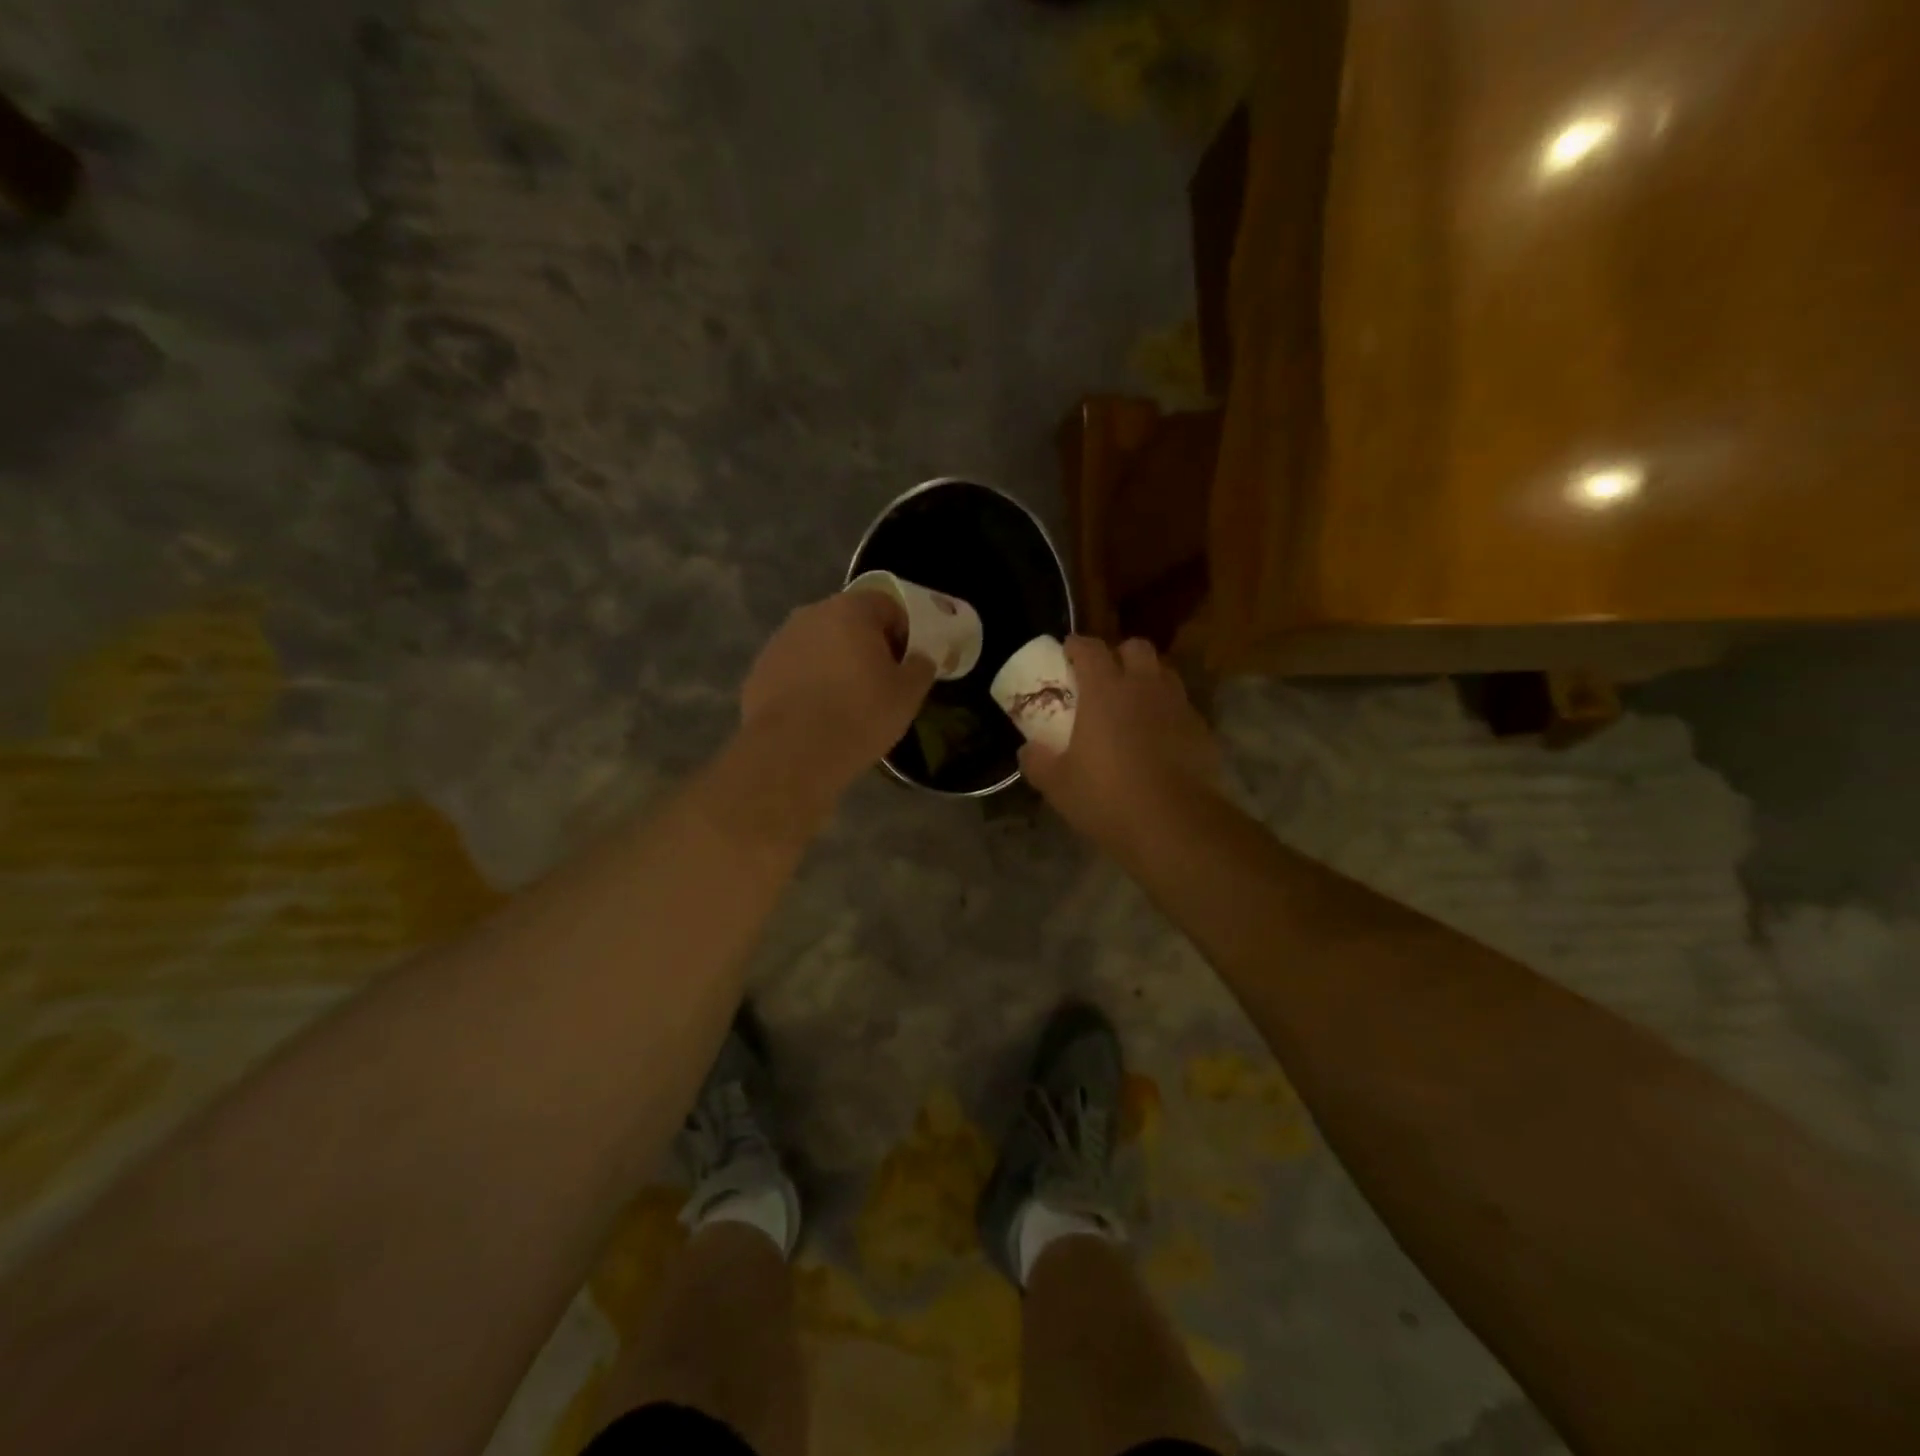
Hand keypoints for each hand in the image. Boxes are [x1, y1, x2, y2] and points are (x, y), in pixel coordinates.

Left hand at [740, 590, 936, 791]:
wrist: (791, 753)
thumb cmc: (859, 716)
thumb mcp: (907, 695)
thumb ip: (921, 667)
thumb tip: (919, 659)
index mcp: (850, 610)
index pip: (886, 604)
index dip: (903, 631)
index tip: (906, 663)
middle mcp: (811, 614)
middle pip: (849, 622)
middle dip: (867, 645)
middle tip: (880, 682)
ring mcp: (780, 641)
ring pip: (820, 645)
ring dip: (835, 663)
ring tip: (846, 701)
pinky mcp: (760, 670)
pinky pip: (796, 669)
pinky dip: (809, 683)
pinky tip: (817, 714)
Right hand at [1019, 636, 1221, 852]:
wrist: (1175, 824)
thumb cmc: (1107, 797)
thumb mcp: (1057, 784)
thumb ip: (1037, 761)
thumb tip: (1028, 750)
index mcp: (1105, 690)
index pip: (1090, 649)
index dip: (1077, 646)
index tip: (1067, 652)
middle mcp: (1144, 687)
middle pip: (1136, 648)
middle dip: (1119, 655)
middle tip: (1105, 677)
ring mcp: (1177, 706)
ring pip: (1164, 673)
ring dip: (1147, 679)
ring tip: (1133, 704)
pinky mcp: (1202, 730)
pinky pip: (1181, 707)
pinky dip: (1167, 712)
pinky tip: (1158, 738)